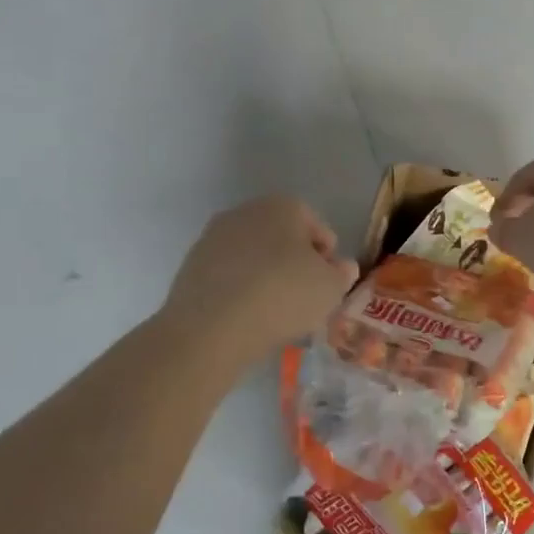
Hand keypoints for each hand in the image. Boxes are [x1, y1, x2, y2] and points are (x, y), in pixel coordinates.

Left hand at [164, 196, 358, 365]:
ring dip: (267, 277)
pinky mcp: (191, 266)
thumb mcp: (331, 288)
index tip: (329, 284)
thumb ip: (342, 274)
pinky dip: (241, 290)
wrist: (211, 327)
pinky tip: (247, 317)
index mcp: (282, 206)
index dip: (328, 257)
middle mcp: (245, 212)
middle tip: (305, 298)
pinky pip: (229, 276)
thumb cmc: (283, 296)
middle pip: (282, 238)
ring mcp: (213, 237)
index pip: (317, 227)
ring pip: (254, 257)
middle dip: (295, 264)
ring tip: (275, 312)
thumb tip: (341, 267)